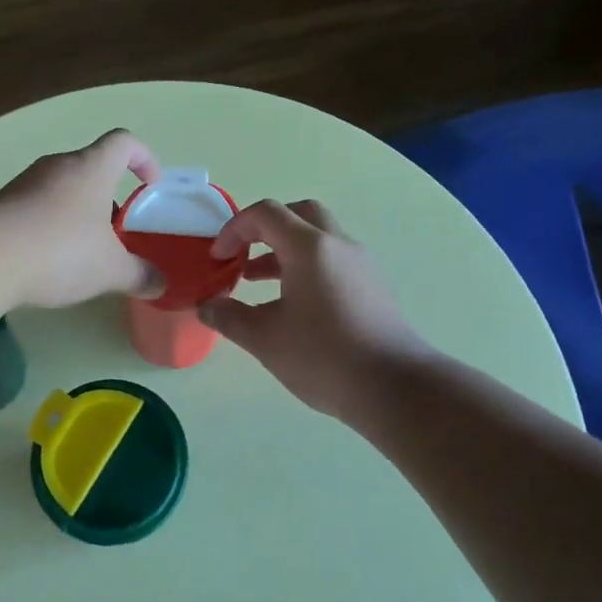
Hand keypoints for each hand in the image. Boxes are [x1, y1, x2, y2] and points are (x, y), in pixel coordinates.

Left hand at [0, 130, 164, 308]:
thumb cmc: (61, 250)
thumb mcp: (110, 269)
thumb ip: (138, 275)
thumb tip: (160, 284)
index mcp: (91, 168)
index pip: (124, 142)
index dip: (143, 157)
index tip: (149, 185)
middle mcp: (57, 166)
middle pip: (90, 166)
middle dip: (107, 195)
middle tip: (115, 231)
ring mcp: (24, 183)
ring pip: (60, 188)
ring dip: (76, 212)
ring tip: (81, 252)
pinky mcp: (0, 204)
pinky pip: (34, 206)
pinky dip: (47, 225)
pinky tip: (47, 260)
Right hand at [201, 199, 431, 420]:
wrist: (394, 388)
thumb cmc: (323, 357)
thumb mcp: (265, 339)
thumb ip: (229, 317)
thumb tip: (207, 307)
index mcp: (309, 247)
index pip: (265, 214)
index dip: (234, 229)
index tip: (218, 259)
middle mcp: (338, 244)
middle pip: (298, 214)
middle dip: (264, 228)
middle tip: (243, 253)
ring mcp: (361, 264)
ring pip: (318, 238)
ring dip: (284, 249)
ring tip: (256, 281)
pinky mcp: (373, 286)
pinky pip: (333, 259)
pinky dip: (306, 266)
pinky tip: (293, 303)